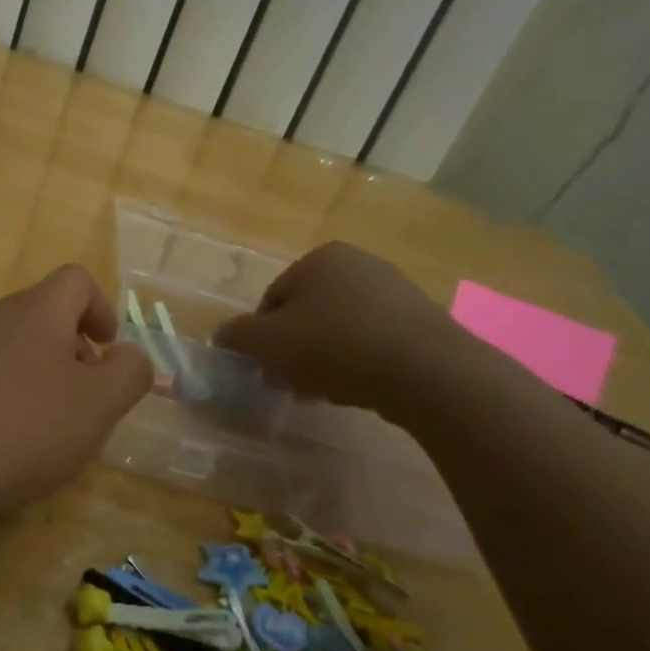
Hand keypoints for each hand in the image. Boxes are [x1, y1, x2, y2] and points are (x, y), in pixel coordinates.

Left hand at [0, 265, 152, 521]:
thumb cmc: (23, 430)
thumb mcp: (98, 407)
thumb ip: (129, 373)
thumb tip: (128, 355)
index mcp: (36, 311)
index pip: (75, 280)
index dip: (100, 308)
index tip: (106, 350)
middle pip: (42, 312)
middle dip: (70, 347)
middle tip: (79, 398)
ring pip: (8, 341)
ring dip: (32, 368)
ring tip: (36, 422)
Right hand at [214, 242, 463, 412]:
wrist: (427, 371)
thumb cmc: (336, 346)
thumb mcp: (268, 343)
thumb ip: (237, 336)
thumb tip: (223, 335)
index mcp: (319, 258)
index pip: (273, 299)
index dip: (263, 338)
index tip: (268, 370)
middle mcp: (358, 263)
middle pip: (308, 313)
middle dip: (295, 349)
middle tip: (293, 384)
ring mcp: (396, 290)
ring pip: (341, 328)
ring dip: (326, 358)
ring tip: (327, 392)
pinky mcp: (424, 320)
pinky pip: (375, 340)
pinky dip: (361, 362)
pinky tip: (361, 388)